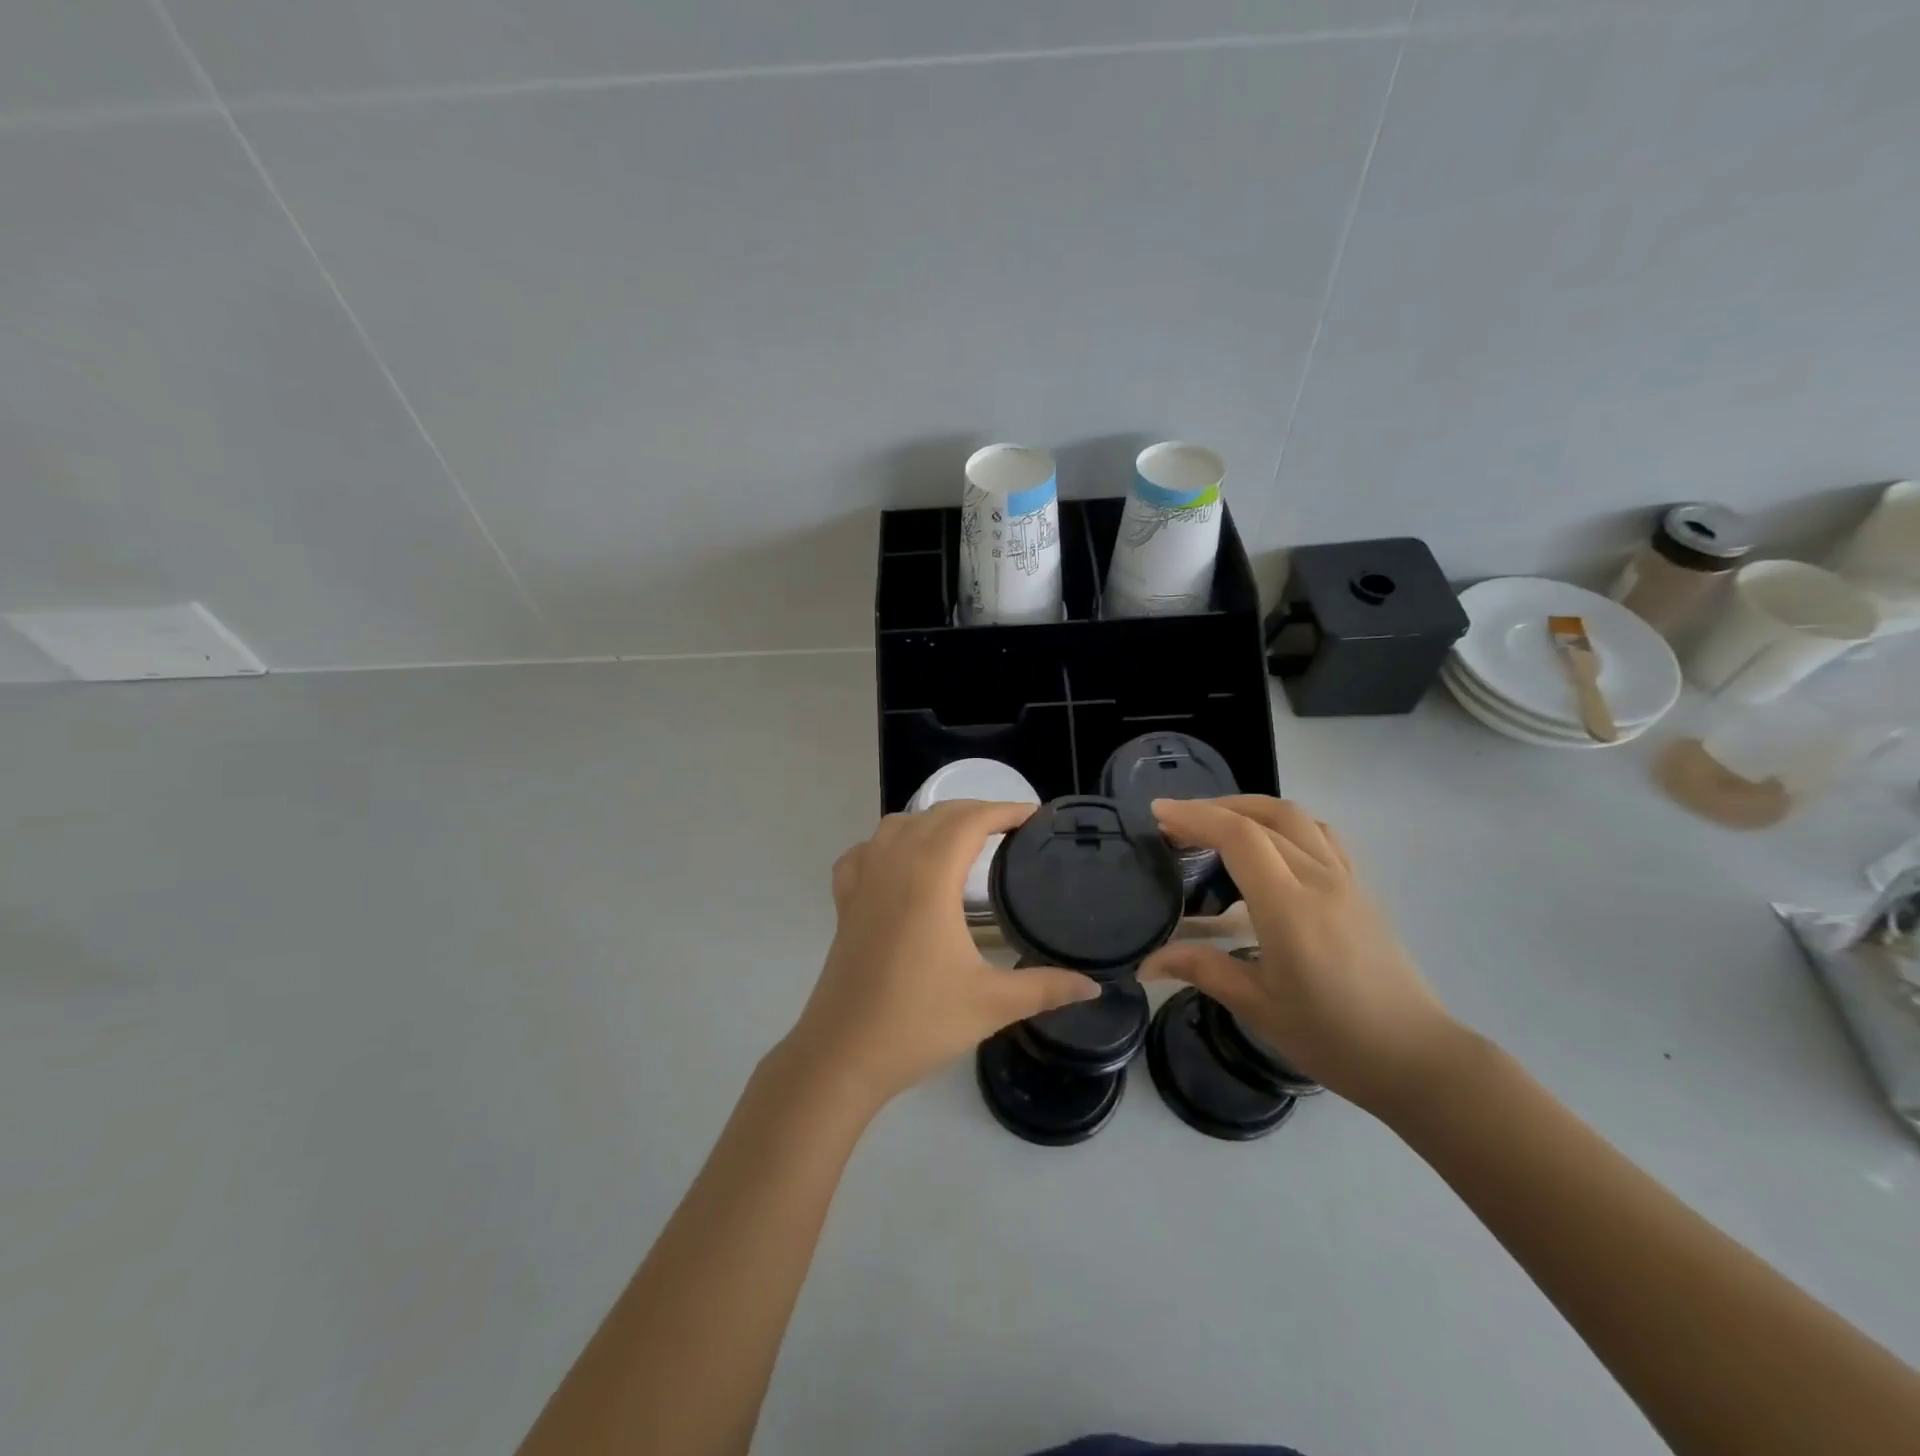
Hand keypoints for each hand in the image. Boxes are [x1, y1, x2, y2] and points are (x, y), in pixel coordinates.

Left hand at [784, 801, 1101, 1110]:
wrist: (842, 1055)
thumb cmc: (918, 1023)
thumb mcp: (991, 1004)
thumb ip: (1046, 987)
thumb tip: (1094, 985)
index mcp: (928, 879)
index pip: (971, 821)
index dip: (1006, 810)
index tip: (1036, 817)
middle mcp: (893, 866)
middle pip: (936, 815)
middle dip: (977, 811)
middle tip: (1012, 829)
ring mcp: (863, 882)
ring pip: (898, 825)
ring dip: (933, 821)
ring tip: (963, 840)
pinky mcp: (844, 902)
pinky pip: (865, 852)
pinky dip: (887, 844)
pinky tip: (900, 864)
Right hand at [1140, 796, 1460, 1110]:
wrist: (1415, 1058)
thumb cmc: (1332, 1036)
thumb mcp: (1258, 1007)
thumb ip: (1202, 969)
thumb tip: (1146, 963)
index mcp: (1289, 908)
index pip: (1239, 837)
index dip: (1195, 816)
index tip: (1158, 813)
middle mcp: (1320, 880)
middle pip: (1264, 817)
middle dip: (1213, 808)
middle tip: (1175, 821)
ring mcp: (1346, 880)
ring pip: (1295, 817)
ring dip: (1249, 808)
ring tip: (1216, 821)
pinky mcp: (1361, 888)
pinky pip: (1320, 834)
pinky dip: (1283, 822)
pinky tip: (1268, 842)